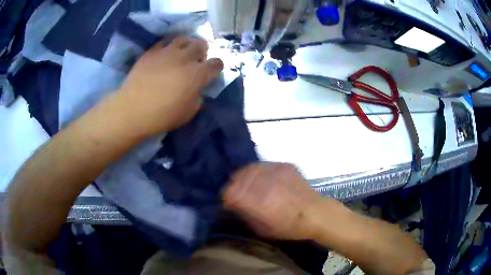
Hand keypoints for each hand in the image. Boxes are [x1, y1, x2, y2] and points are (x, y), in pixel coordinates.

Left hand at [116, 36, 223, 135]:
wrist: (132, 110)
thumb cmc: (161, 116)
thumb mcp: (188, 113)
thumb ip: (198, 98)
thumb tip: (197, 89)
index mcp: (197, 74)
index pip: (216, 63)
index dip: (217, 66)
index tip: (213, 71)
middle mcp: (185, 58)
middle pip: (201, 45)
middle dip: (203, 51)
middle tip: (198, 59)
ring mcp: (167, 52)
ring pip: (184, 39)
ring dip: (187, 44)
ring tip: (183, 52)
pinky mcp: (152, 51)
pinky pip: (165, 41)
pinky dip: (169, 45)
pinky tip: (166, 53)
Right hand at [223, 162, 324, 239]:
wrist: (316, 213)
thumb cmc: (289, 227)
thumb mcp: (262, 230)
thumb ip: (245, 215)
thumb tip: (232, 204)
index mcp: (260, 203)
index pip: (231, 192)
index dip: (226, 196)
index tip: (228, 201)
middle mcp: (267, 184)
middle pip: (238, 177)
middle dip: (234, 185)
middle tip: (236, 192)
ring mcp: (277, 172)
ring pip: (249, 168)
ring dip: (244, 176)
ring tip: (247, 184)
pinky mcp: (285, 165)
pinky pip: (264, 165)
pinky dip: (258, 171)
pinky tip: (262, 178)